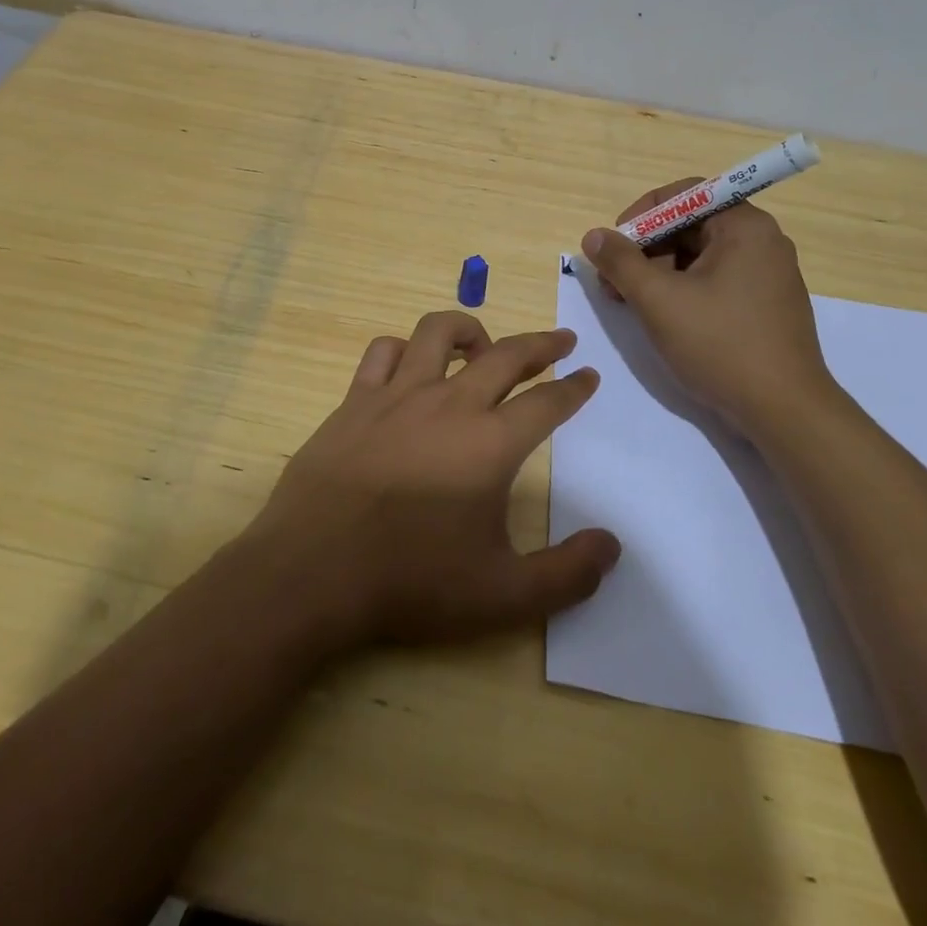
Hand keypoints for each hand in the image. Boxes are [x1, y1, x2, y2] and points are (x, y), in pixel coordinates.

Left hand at [242, 311, 620, 651]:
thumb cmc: (411, 582)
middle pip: (505, 355)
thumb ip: (567, 574)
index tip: (589, 375)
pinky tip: (410, 365)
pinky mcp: (355, 400)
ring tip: (483, 345)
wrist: (314, 571)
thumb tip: (612, 547)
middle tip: (560, 341)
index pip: (547, 403)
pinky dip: (403, 349)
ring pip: (438, 332)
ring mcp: (397, 395)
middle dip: (540, 344)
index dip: (574, 389)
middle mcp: (449, 404)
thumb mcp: (503, 596)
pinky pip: (382, 352)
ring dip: (470, 329)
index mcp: (490, 444)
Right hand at [581, 184, 838, 439]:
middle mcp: (761, 241)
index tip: (614, 246)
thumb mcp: (658, 300)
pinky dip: (682, 290)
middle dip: (645, 249)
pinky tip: (661, 317)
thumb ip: (621, 262)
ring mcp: (767, 274)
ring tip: (630, 303)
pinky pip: (715, 280)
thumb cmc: (720, 345)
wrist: (784, 411)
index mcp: (744, 226)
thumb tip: (594, 236)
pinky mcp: (765, 304)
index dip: (641, 214)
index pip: (684, 195)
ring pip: (699, 256)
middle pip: (689, 225)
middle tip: (613, 282)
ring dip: (658, 272)